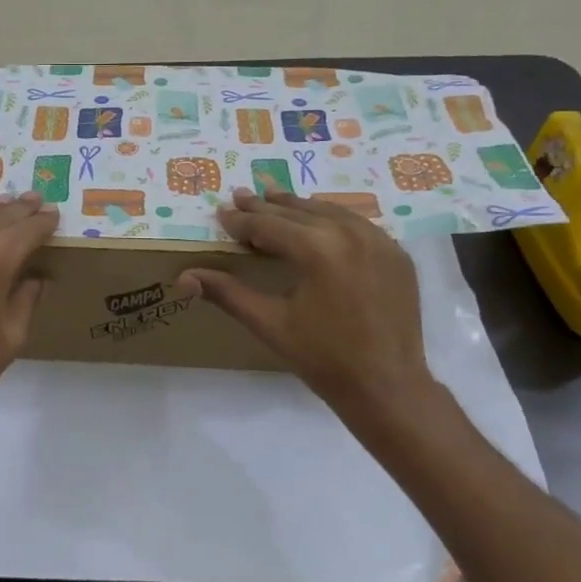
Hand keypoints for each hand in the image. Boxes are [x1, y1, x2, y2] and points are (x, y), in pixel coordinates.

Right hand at [180, 188, 434, 422]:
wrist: (388, 386)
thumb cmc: (323, 358)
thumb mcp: (270, 324)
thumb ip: (227, 293)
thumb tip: (183, 277)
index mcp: (318, 250)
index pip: (269, 225)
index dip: (242, 220)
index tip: (222, 211)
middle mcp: (351, 234)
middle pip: (299, 212)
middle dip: (267, 205)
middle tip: (242, 195)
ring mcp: (379, 241)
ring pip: (330, 212)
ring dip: (299, 207)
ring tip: (276, 198)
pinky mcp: (396, 253)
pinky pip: (358, 224)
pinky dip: (333, 219)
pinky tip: (320, 221)